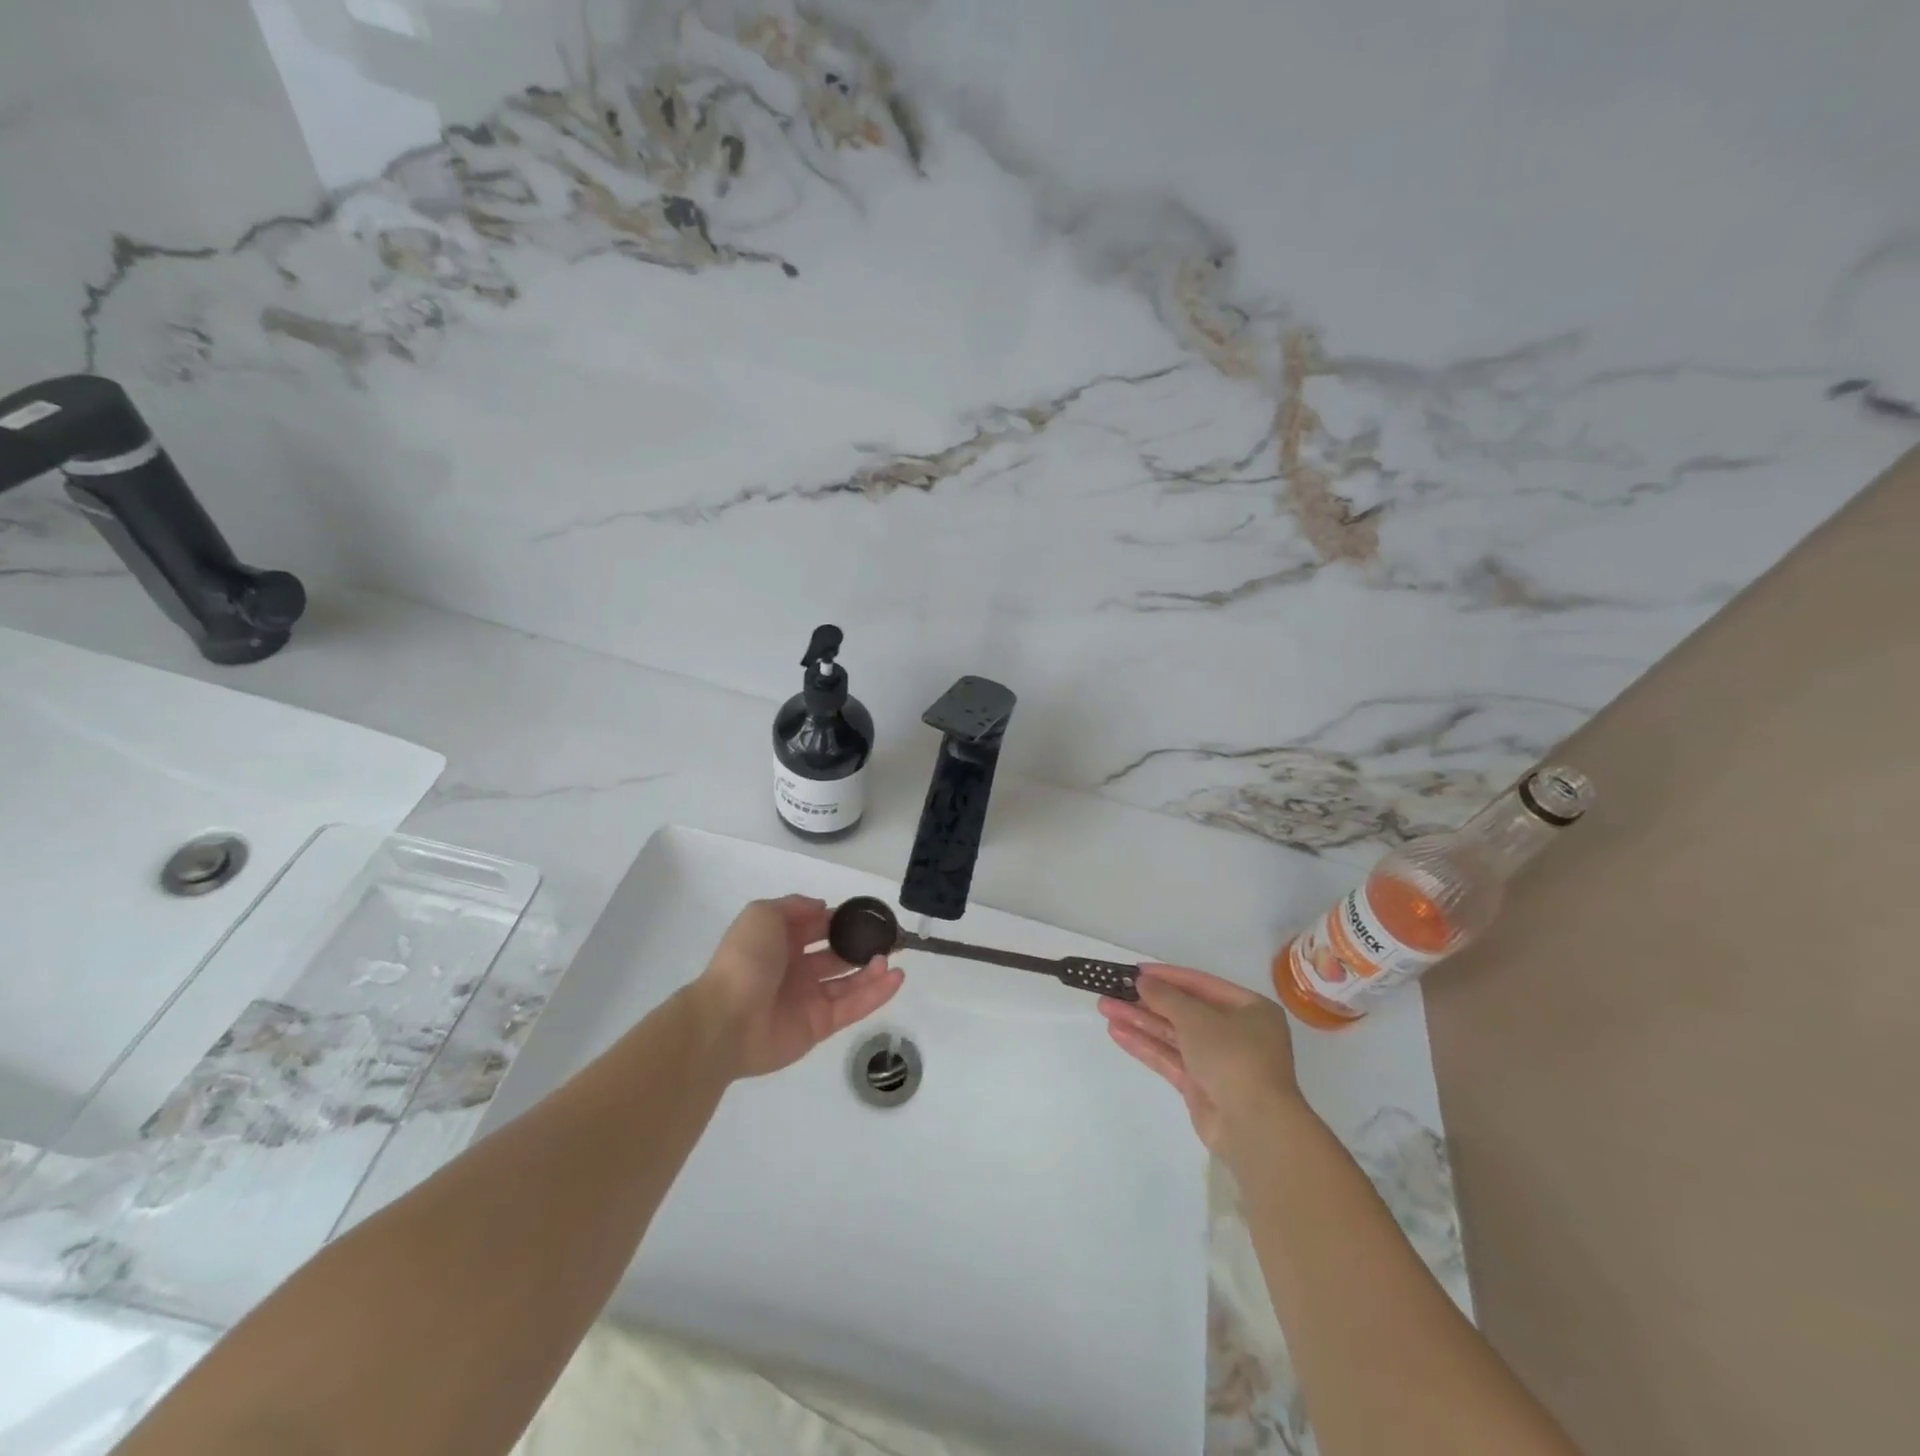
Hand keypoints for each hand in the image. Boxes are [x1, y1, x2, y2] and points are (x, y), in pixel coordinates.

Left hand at [694, 896, 903, 1079]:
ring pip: (849, 981)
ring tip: (893, 958)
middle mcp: (796, 969)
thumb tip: (823, 908)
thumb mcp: (762, 914)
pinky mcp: (820, 1025)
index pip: (817, 927)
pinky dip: (876, 993)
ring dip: (873, 969)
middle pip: (836, 954)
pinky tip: (896, 978)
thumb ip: (794, 906)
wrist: (726, 1019)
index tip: (866, 914)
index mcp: (780, 942)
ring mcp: (809, 999)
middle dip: (861, 945)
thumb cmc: (746, 960)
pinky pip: (853, 1006)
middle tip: (889, 937)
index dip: (840, 919)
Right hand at [1099, 964, 1304, 1153]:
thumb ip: (1166, 997)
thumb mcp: (1197, 1018)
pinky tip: (1117, 1032)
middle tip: (1113, 990)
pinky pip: (1170, 1058)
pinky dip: (1145, 1045)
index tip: (1134, 971)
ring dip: (1140, 1021)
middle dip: (1147, 1001)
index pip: (1200, 984)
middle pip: (1184, 1010)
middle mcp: (1236, 1032)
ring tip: (1105, 1007)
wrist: (1254, 1127)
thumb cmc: (1233, 1057)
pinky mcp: (1201, 1086)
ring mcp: (1218, 1061)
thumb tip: (1141, 980)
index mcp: (1249, 1009)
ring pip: (1173, 1035)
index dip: (1166, 976)